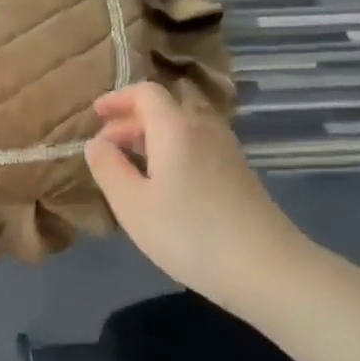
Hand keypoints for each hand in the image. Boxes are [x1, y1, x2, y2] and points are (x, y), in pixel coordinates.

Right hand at [85, 83, 311, 310]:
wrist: (265, 267)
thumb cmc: (188, 232)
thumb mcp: (132, 204)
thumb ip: (108, 168)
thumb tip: (96, 143)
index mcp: (175, 128)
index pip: (146, 93)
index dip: (117, 98)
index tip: (94, 114)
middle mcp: (204, 128)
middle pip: (166, 107)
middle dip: (131, 120)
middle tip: (106, 145)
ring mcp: (226, 150)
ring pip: (183, 127)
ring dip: (152, 136)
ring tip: (130, 163)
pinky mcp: (238, 172)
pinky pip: (197, 144)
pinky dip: (172, 150)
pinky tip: (162, 182)